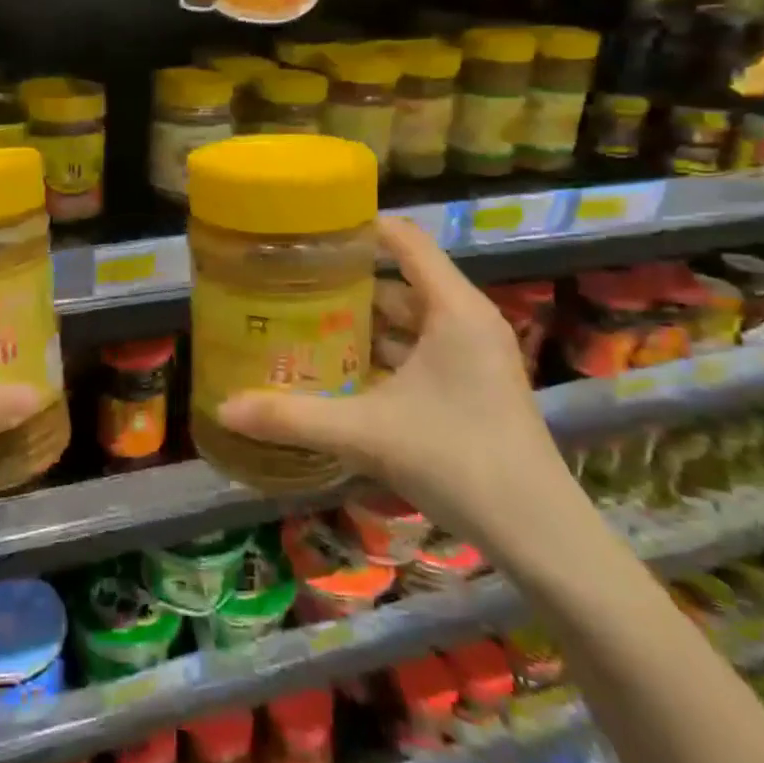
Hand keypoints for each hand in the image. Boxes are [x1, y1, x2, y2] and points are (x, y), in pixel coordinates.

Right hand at [216, 215, 578, 552]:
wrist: (539, 534)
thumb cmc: (458, 460)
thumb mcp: (366, 433)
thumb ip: (293, 417)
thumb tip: (224, 408)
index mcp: (453, 309)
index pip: (404, 241)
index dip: (359, 228)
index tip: (308, 231)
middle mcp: (466, 321)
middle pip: (399, 282)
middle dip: (345, 282)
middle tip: (289, 282)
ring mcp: (473, 355)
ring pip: (407, 321)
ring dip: (361, 322)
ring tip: (303, 321)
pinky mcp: (472, 386)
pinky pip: (418, 351)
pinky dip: (381, 353)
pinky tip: (340, 370)